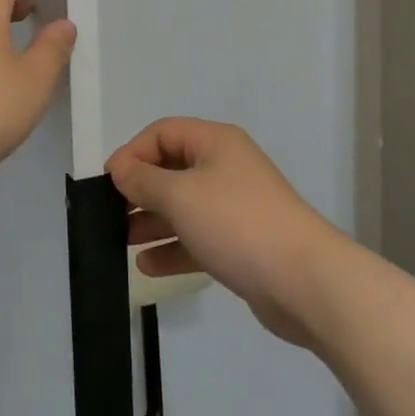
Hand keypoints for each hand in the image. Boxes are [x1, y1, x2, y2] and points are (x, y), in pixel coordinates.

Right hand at [107, 118, 338, 348]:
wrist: (306, 282)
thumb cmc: (237, 223)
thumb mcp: (180, 195)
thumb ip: (143, 181)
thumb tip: (120, 170)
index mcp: (215, 142)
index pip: (162, 133)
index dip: (132, 153)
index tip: (109, 182)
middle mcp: (226, 167)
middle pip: (172, 169)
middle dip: (140, 190)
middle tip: (111, 213)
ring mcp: (236, 207)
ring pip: (184, 206)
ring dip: (152, 222)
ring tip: (122, 242)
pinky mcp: (242, 244)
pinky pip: (198, 238)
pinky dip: (173, 248)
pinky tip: (147, 267)